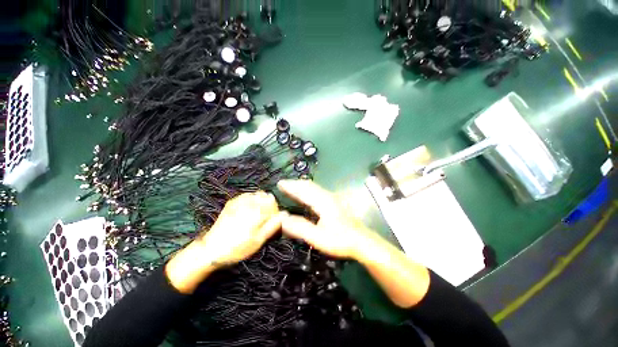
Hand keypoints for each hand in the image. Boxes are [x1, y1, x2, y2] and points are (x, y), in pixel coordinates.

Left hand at [197, 191, 284, 266]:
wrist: (211, 249)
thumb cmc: (238, 248)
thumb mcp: (258, 241)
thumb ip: (272, 226)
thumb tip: (284, 214)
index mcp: (256, 213)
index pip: (273, 202)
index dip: (275, 210)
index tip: (273, 220)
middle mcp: (249, 204)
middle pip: (265, 196)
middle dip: (269, 205)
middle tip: (265, 218)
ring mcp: (239, 202)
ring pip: (257, 194)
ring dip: (261, 201)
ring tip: (258, 213)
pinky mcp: (231, 203)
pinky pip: (246, 195)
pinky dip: (252, 199)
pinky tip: (249, 207)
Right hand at [277, 180, 372, 258]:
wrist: (362, 241)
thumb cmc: (340, 240)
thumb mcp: (318, 238)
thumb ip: (300, 228)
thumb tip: (282, 219)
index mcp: (322, 202)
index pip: (303, 190)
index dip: (291, 186)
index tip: (280, 183)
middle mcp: (327, 196)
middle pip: (309, 185)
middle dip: (295, 183)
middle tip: (283, 184)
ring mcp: (332, 198)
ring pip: (314, 187)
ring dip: (301, 186)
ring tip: (291, 187)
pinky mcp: (335, 202)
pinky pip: (318, 191)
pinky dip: (308, 190)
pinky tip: (306, 195)